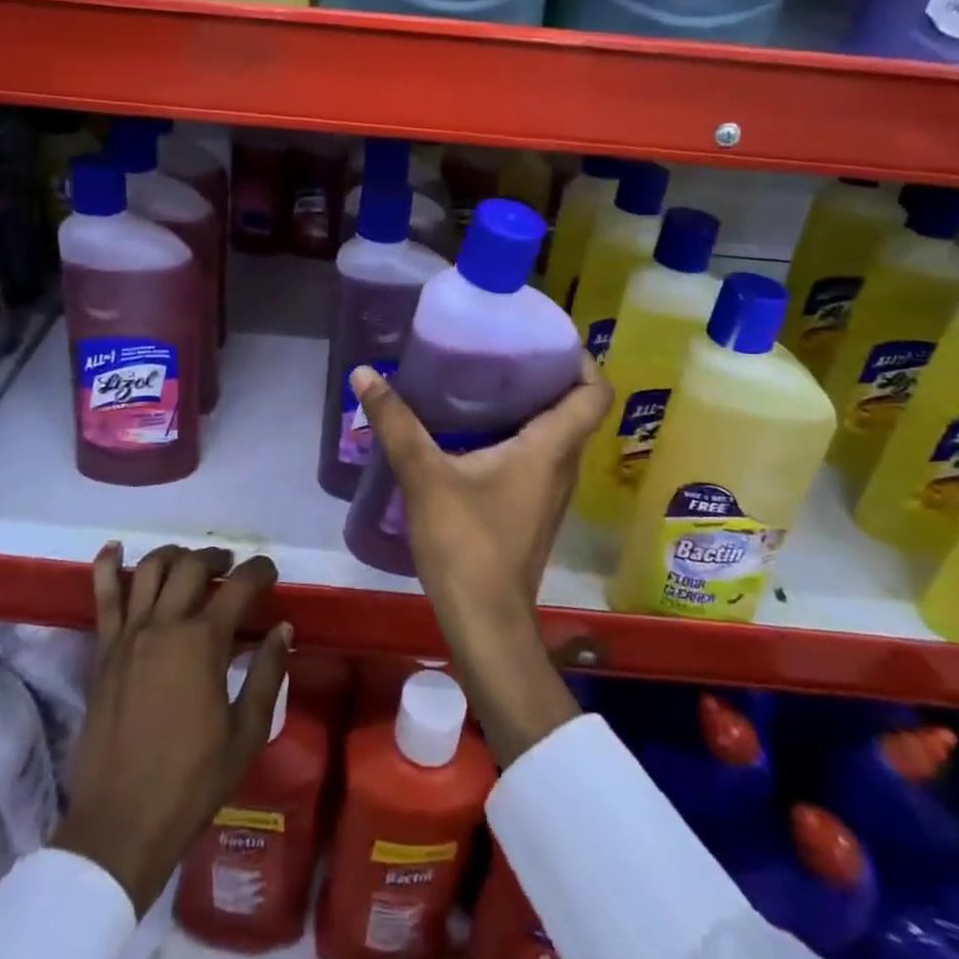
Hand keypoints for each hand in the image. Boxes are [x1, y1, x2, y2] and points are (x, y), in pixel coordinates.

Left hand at [52, 543, 291, 913]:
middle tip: (231, 569)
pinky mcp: (103, 650)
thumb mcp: (246, 734)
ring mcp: (129, 634)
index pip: (239, 586)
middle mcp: (165, 625)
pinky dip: (109, 566)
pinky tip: (115, 548)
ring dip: (175, 555)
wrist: (121, 823)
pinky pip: (104, 597)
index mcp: (203, 643)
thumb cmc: (192, 782)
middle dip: (218, 559)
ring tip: (189, 562)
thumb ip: (268, 674)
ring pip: (151, 569)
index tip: (270, 572)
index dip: (260, 571)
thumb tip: (283, 628)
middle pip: (193, 566)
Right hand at [349, 356, 611, 765]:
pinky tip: (474, 431)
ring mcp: (550, 491)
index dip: (579, 358)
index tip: (544, 336)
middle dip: (545, 373)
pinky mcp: (533, 509)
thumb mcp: (424, 476)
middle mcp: (562, 465)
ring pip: (556, 433)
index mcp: (551, 448)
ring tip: (485, 379)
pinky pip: (538, 456)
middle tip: (502, 348)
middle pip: (574, 407)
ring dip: (531, 404)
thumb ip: (395, 423)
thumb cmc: (466, 543)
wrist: (485, 622)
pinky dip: (518, 433)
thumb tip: (365, 374)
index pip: (594, 392)